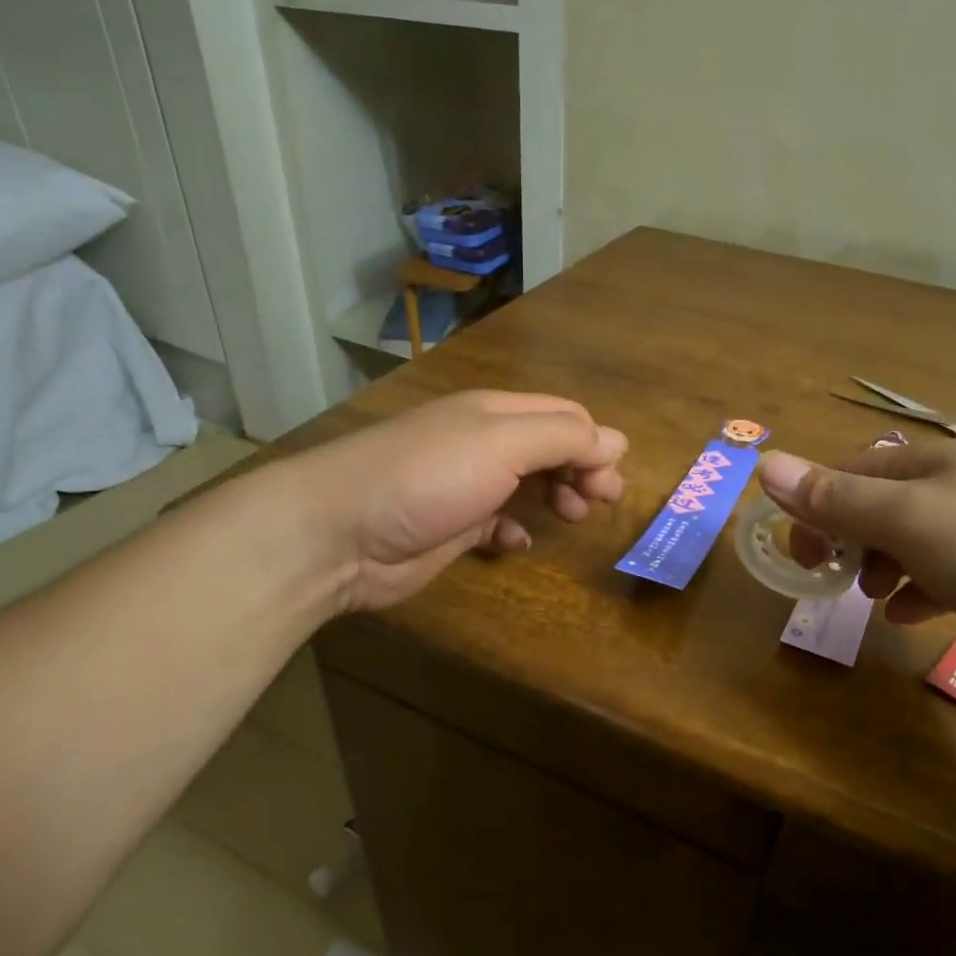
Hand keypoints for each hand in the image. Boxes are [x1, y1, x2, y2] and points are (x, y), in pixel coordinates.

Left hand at [300, 390, 627, 613]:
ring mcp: (465, 486)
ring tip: (572, 518)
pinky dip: (516, 530)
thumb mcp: (502, 444)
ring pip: (527, 485)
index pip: (563, 416)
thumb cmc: (428, 477)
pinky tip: (519, 542)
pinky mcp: (450, 527)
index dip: (595, 443)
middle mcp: (483, 444)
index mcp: (496, 413)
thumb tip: (616, 442)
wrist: (339, 532)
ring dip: (556, 497)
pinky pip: (497, 523)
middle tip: (602, 502)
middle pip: (550, 449)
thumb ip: (563, 439)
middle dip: (582, 470)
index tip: (611, 482)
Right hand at [755, 439, 955, 690]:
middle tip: (829, 578)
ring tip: (870, 598)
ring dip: (880, 567)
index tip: (798, 551)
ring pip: (914, 543)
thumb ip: (837, 498)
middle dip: (847, 539)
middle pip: (882, 506)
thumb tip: (765, 464)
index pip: (853, 471)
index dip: (815, 505)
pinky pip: (948, 576)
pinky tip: (910, 616)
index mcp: (934, 464)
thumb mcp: (911, 521)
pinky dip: (920, 592)